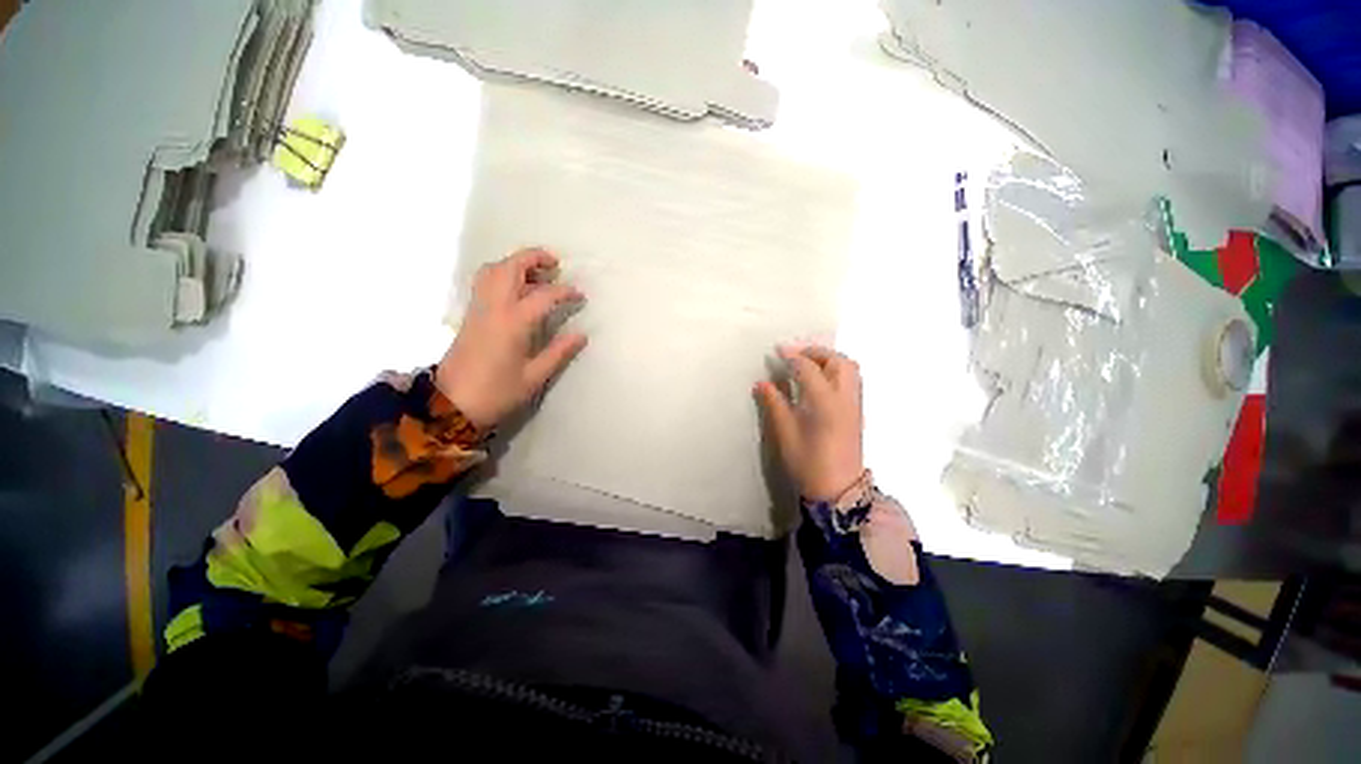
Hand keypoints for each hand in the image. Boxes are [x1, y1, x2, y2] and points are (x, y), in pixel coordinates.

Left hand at [436, 248, 587, 430]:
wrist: (451, 404)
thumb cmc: (497, 392)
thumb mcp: (534, 376)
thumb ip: (558, 352)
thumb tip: (581, 335)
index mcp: (513, 323)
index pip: (544, 295)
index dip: (565, 292)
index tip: (580, 297)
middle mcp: (494, 308)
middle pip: (510, 267)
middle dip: (533, 258)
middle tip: (555, 264)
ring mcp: (478, 308)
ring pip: (493, 270)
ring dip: (515, 263)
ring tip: (536, 273)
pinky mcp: (470, 314)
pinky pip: (484, 281)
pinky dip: (502, 274)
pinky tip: (516, 289)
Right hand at [754, 344, 864, 502]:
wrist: (838, 490)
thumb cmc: (808, 463)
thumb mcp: (785, 433)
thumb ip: (774, 404)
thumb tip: (762, 383)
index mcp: (825, 402)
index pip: (809, 368)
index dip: (792, 356)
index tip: (777, 350)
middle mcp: (845, 398)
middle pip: (838, 361)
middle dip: (816, 352)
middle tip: (795, 355)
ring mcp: (854, 405)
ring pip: (849, 369)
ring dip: (829, 359)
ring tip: (807, 364)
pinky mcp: (857, 412)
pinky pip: (851, 380)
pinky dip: (836, 371)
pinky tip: (819, 381)